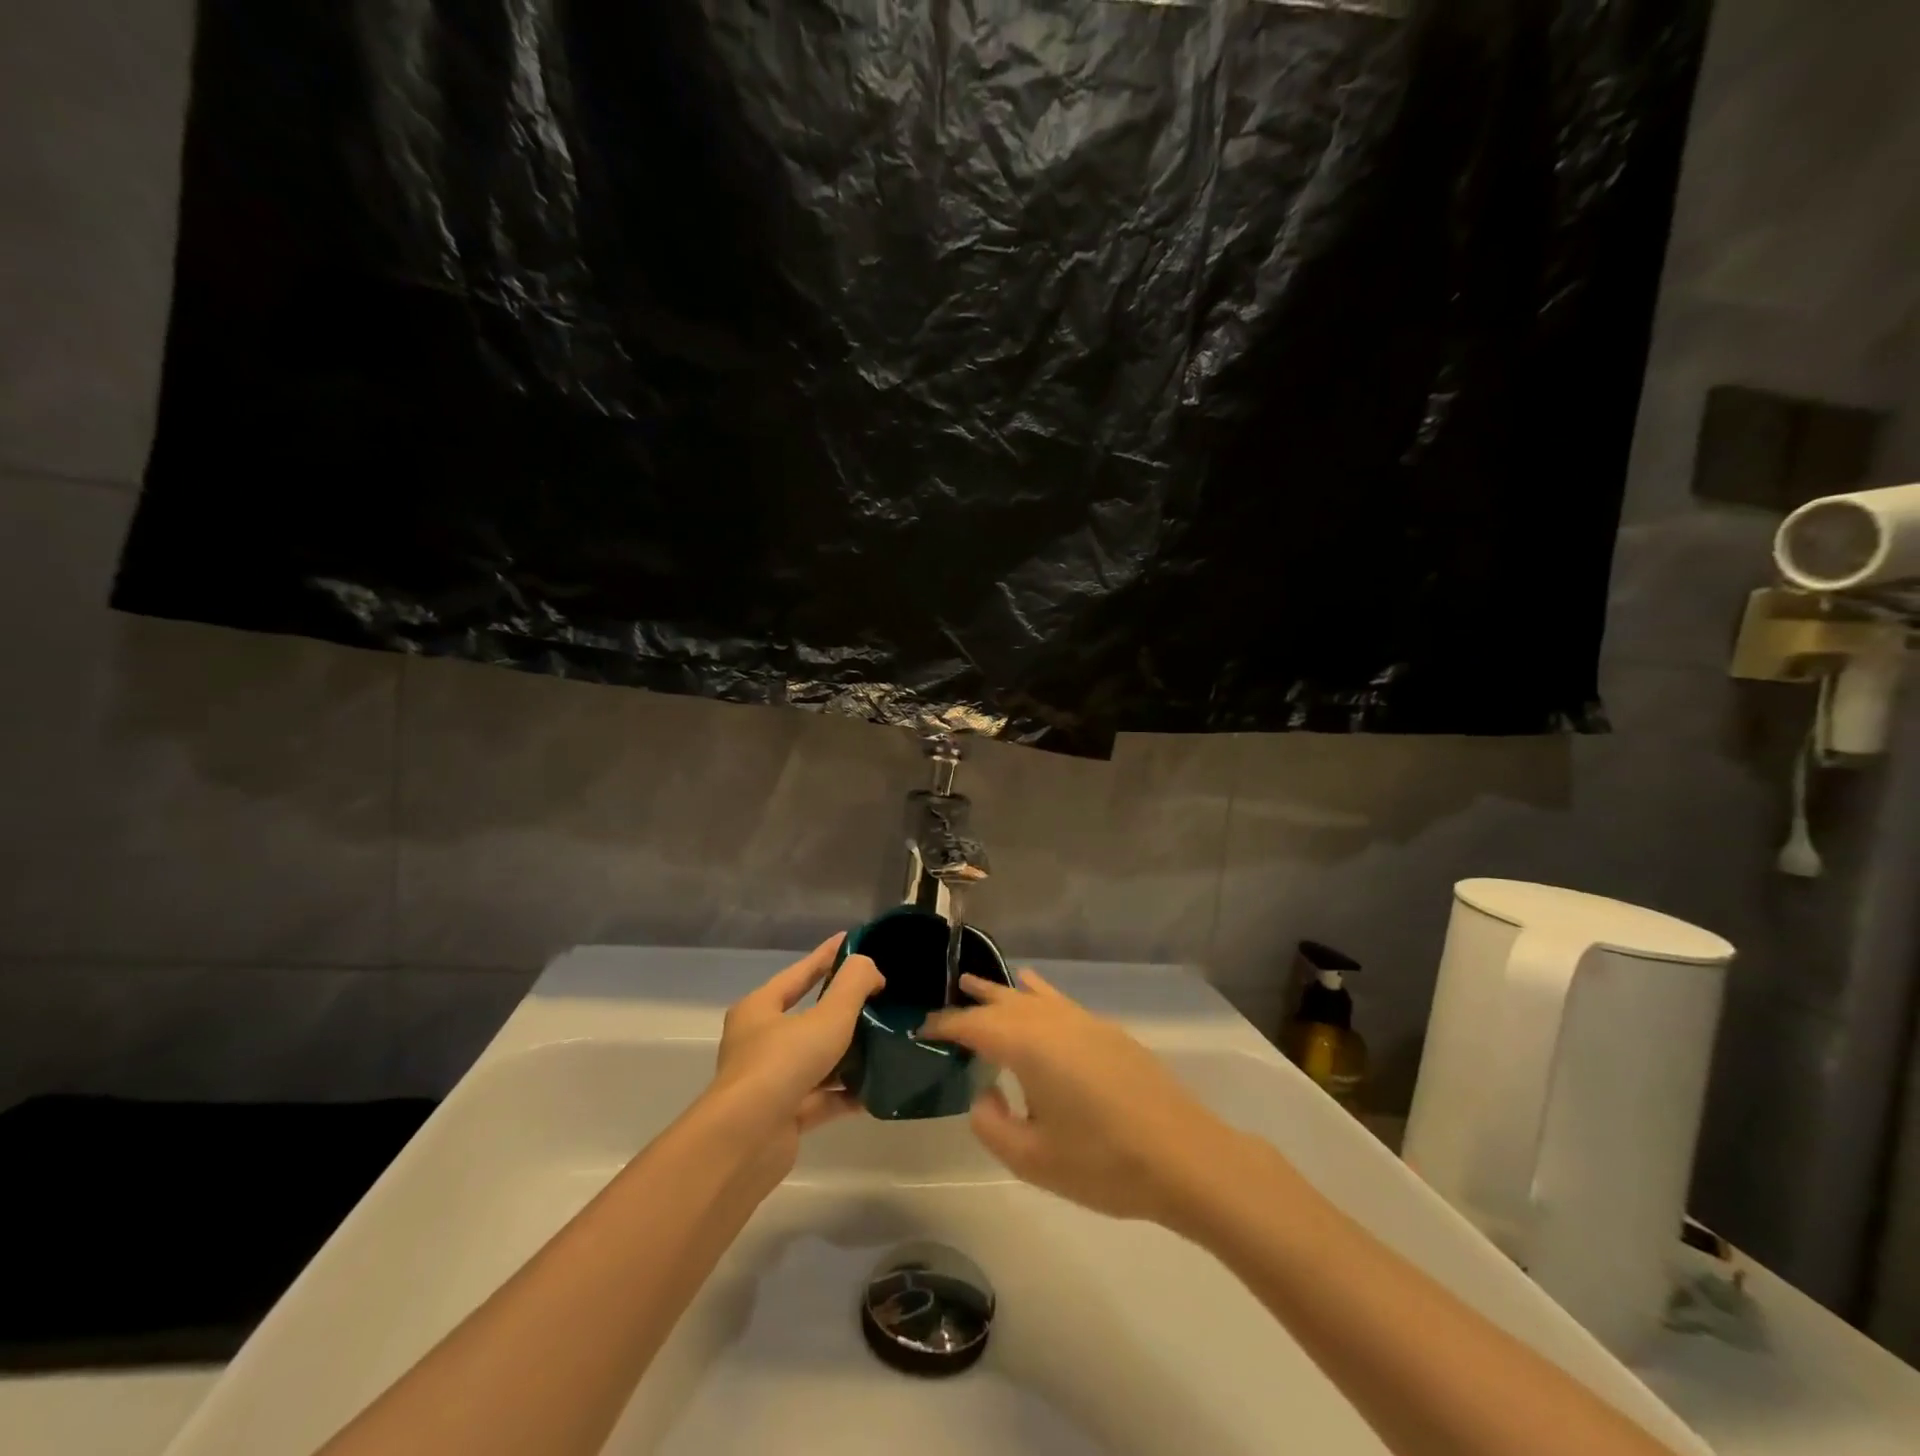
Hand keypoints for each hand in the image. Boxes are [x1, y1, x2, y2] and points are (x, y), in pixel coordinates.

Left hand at [707, 936, 884, 1154]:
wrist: (744, 1142)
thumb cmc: (781, 1065)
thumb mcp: (826, 1017)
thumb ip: (853, 986)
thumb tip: (869, 968)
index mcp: (760, 1009)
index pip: (800, 973)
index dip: (827, 955)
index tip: (851, 940)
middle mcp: (760, 1042)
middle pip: (808, 1018)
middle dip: (843, 1008)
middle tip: (879, 995)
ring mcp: (771, 1081)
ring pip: (817, 1060)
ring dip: (848, 1054)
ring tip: (885, 1041)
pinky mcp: (783, 1116)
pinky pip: (822, 1098)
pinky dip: (846, 1093)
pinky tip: (876, 1090)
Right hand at [921, 970, 1234, 1225]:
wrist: (1184, 1157)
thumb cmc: (1104, 1164)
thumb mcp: (1033, 1160)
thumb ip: (993, 1125)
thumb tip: (984, 1095)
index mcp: (1029, 1047)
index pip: (975, 1026)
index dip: (946, 1025)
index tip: (923, 1028)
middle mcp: (1052, 1022)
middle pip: (1002, 1002)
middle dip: (972, 1000)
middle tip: (944, 998)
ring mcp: (1083, 1022)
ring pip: (1031, 996)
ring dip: (1001, 991)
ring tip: (976, 982)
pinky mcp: (1107, 1032)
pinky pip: (1059, 1001)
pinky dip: (1038, 992)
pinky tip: (1033, 986)